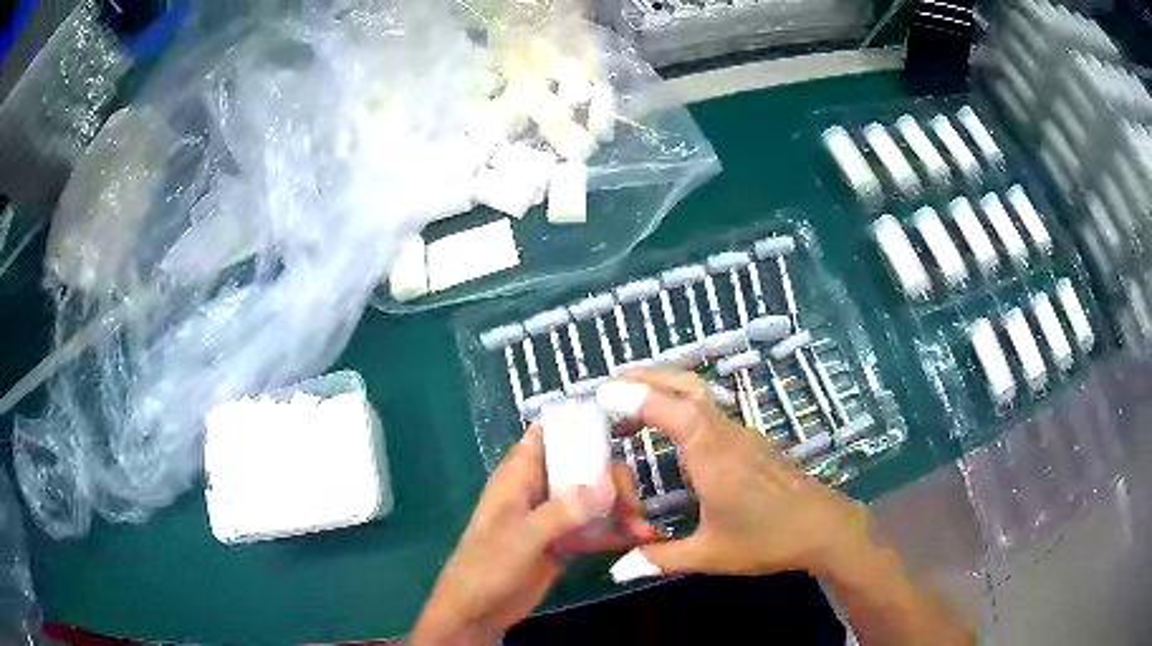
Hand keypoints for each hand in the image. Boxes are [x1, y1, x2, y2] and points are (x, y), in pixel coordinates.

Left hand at [412, 424, 658, 644]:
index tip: (619, 428)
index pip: (547, 434)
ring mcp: (553, 517)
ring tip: (644, 529)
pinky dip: (616, 532)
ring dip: (620, 509)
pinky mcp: (564, 542)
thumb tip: (608, 485)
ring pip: (594, 499)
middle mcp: (539, 490)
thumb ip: (563, 512)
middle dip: (613, 480)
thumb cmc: (489, 565)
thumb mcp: (523, 536)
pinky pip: (596, 529)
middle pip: (583, 467)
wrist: (480, 610)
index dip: (578, 424)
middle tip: (633, 505)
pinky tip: (641, 540)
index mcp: (519, 476)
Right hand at [607, 370, 873, 580]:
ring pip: (702, 394)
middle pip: (688, 387)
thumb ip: (660, 558)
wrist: (822, 528)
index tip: (601, 394)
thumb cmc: (767, 539)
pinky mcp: (751, 441)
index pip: (673, 411)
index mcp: (714, 456)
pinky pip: (711, 409)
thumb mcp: (710, 554)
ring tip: (632, 400)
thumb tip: (617, 569)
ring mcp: (742, 434)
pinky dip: (683, 403)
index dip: (637, 397)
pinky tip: (672, 425)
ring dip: (666, 388)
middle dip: (648, 378)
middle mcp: (727, 435)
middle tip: (610, 384)